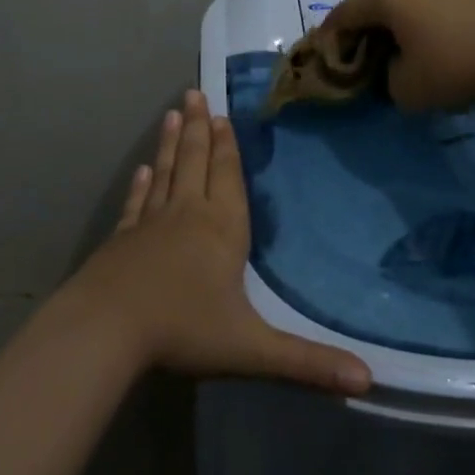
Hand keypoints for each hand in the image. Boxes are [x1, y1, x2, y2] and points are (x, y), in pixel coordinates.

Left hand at [68, 90, 371, 394]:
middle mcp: (187, 216)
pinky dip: (141, 185)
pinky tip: (142, 171)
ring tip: (172, 114)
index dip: (227, 147)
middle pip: (194, 163)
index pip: (228, 178)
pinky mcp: (121, 240)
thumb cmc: (182, 330)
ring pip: (165, 174)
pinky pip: (137, 204)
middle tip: (194, 93)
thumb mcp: (251, 349)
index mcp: (221, 230)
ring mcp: (150, 225)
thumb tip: (368, 381)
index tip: (222, 115)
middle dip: (198, 129)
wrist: (106, 330)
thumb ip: (307, 363)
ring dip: (170, 144)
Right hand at [321, 0, 474, 111]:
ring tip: (397, 55)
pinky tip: (430, 45)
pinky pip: (427, 4)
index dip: (329, 41)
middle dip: (362, 34)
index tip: (327, 63)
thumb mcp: (406, 90)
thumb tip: (394, 67)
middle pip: (371, 6)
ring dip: (392, 28)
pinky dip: (418, 23)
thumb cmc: (456, 68)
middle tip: (361, 62)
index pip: (342, 16)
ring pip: (401, 4)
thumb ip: (384, 79)